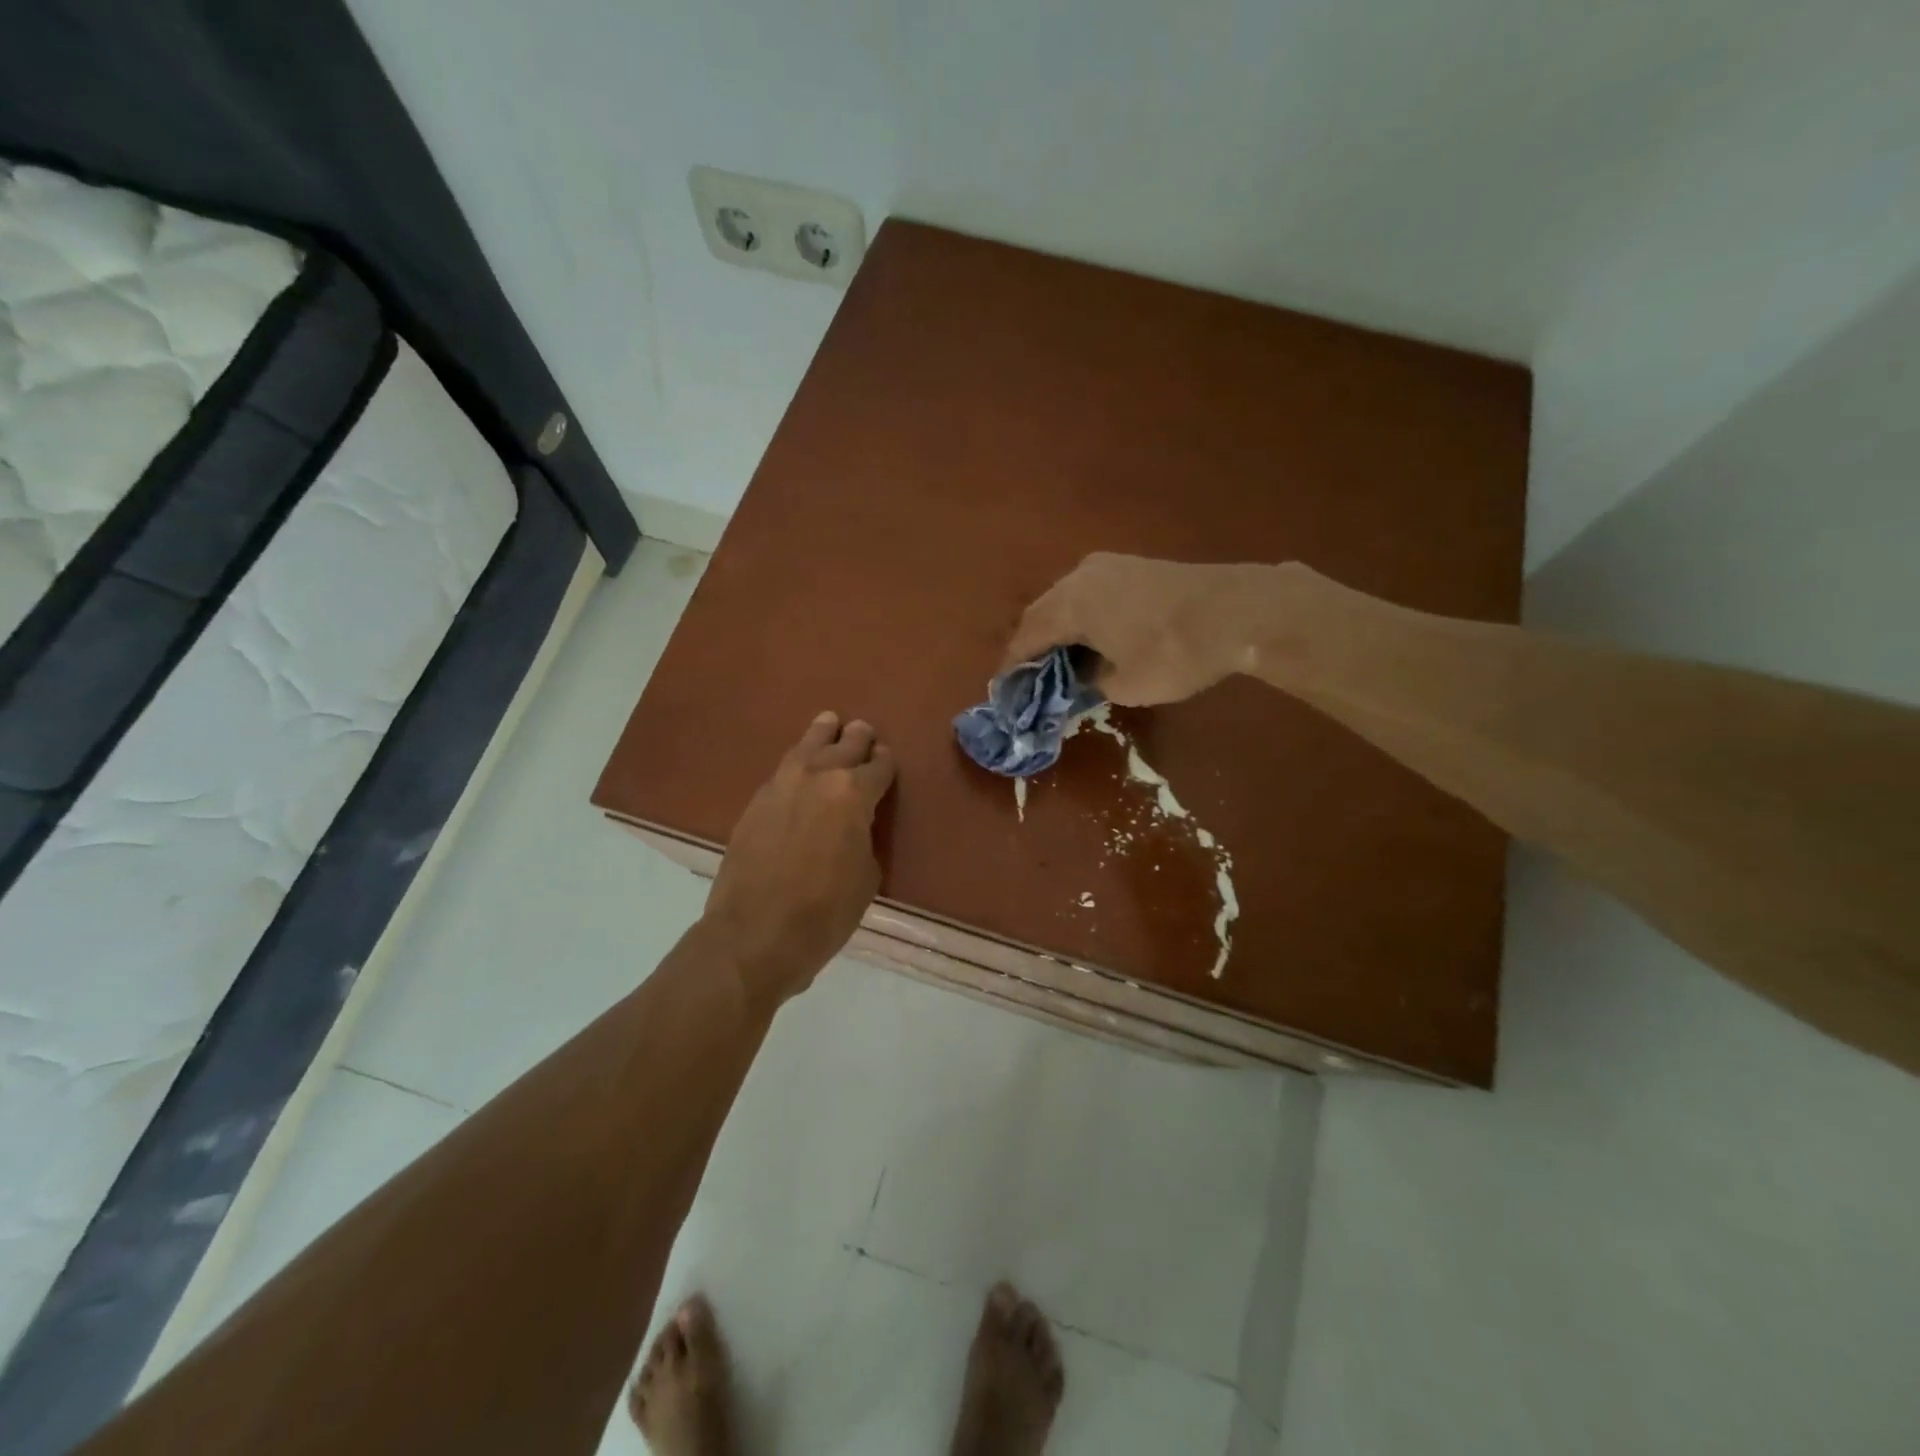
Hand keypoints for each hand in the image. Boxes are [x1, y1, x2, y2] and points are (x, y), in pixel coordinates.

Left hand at [704, 711, 896, 1004]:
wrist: (755, 934)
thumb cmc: (824, 912)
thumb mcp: (866, 876)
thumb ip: (864, 837)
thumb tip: (854, 826)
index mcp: (854, 793)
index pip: (879, 767)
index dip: (885, 763)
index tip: (886, 760)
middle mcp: (818, 777)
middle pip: (844, 745)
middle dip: (858, 739)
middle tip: (863, 732)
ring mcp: (781, 785)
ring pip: (807, 746)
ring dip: (823, 734)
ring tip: (829, 723)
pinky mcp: (755, 801)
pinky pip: (783, 769)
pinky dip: (797, 761)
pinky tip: (800, 763)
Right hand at [1003, 553, 1276, 705]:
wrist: (1239, 612)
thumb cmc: (1174, 653)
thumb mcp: (1126, 685)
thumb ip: (1092, 681)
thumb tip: (1084, 676)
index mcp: (1071, 604)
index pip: (1028, 636)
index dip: (1014, 663)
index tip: (1005, 686)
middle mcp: (1080, 577)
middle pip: (1042, 612)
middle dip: (1033, 644)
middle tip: (1029, 675)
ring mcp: (1108, 566)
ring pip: (1066, 598)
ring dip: (1058, 628)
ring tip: (1059, 659)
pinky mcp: (1132, 566)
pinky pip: (1090, 592)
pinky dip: (1081, 616)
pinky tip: (1091, 637)